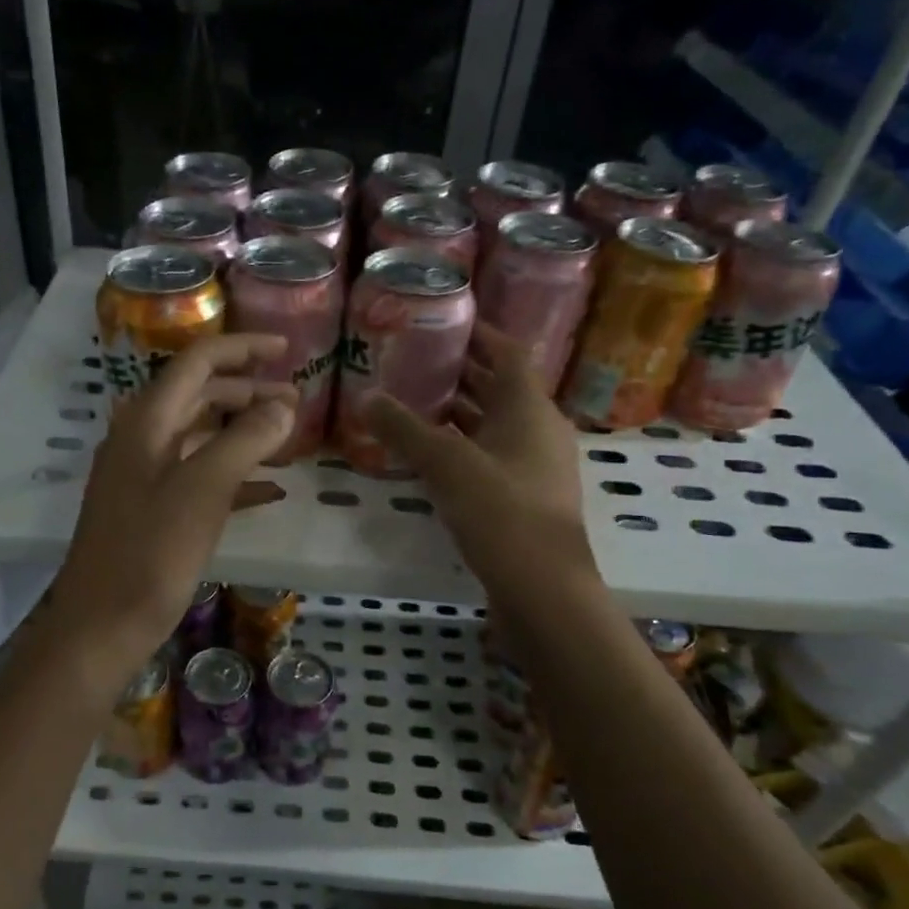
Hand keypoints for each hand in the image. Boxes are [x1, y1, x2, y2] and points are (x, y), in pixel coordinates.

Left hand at [47, 334, 295, 670]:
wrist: (101, 626)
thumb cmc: (151, 554)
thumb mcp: (203, 491)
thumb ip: (245, 440)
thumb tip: (284, 405)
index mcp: (147, 422)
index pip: (197, 362)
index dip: (242, 348)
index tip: (287, 349)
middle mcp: (141, 439)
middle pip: (199, 395)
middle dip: (249, 392)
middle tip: (297, 401)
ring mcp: (143, 476)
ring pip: (200, 436)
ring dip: (243, 432)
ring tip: (288, 439)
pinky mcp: (150, 511)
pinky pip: (198, 477)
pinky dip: (233, 476)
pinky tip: (270, 493)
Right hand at [365, 323, 600, 606]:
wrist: (542, 587)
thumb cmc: (500, 511)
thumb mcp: (445, 463)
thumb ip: (404, 428)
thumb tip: (366, 397)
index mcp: (529, 407)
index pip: (508, 352)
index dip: (480, 333)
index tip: (444, 321)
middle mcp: (539, 429)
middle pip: (501, 387)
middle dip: (462, 373)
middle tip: (416, 360)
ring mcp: (536, 465)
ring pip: (496, 424)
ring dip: (461, 412)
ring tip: (416, 402)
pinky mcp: (526, 497)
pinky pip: (493, 455)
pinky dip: (464, 446)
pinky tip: (431, 455)